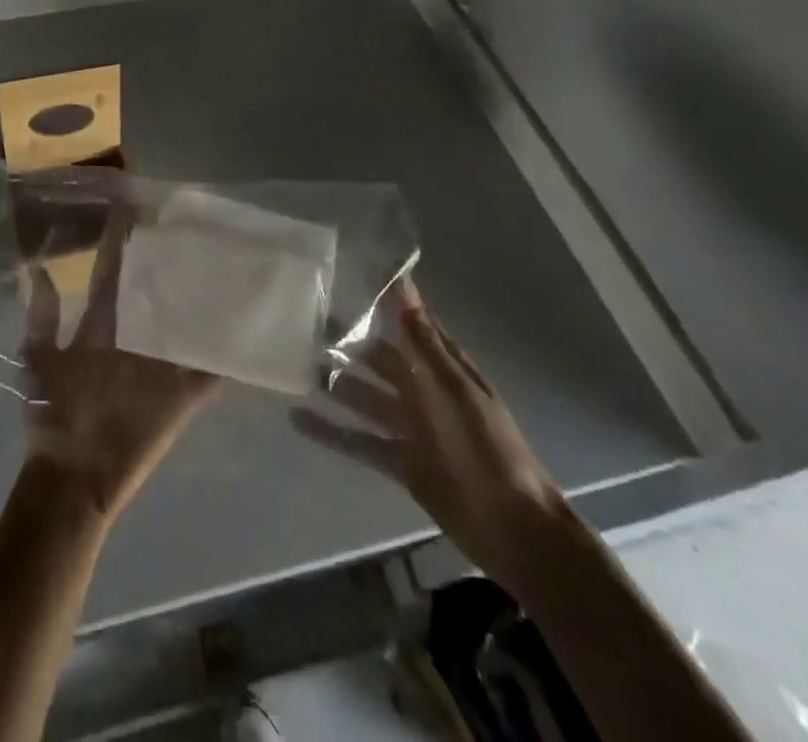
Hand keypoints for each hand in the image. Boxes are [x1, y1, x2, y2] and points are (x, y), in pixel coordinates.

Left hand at [21, 214, 217, 520]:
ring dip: (204, 301)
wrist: (72, 477)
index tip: (132, 208)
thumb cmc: (53, 417)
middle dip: (169, 261)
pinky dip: (231, 357)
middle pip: (154, 292)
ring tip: (230, 264)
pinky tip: (253, 332)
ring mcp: (160, 366)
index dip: (118, 244)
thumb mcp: (38, 360)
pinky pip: (211, 371)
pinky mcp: (182, 396)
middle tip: (191, 226)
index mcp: (99, 327)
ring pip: (186, 323)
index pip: (111, 275)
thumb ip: (41, 316)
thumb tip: (38, 268)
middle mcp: (133, 338)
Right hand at [293, 277, 570, 589]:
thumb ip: (420, 337)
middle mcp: (424, 392)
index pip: (407, 322)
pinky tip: (297, 419)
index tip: (345, 274)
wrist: (515, 531)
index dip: (381, 299)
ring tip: (292, 366)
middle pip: (378, 360)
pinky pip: (358, 442)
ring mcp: (411, 429)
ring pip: (363, 398)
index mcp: (442, 368)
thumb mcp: (452, 388)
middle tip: (300, 324)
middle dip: (345, 343)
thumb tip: (401, 279)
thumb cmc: (487, 448)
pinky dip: (330, 433)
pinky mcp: (401, 463)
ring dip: (333, 384)